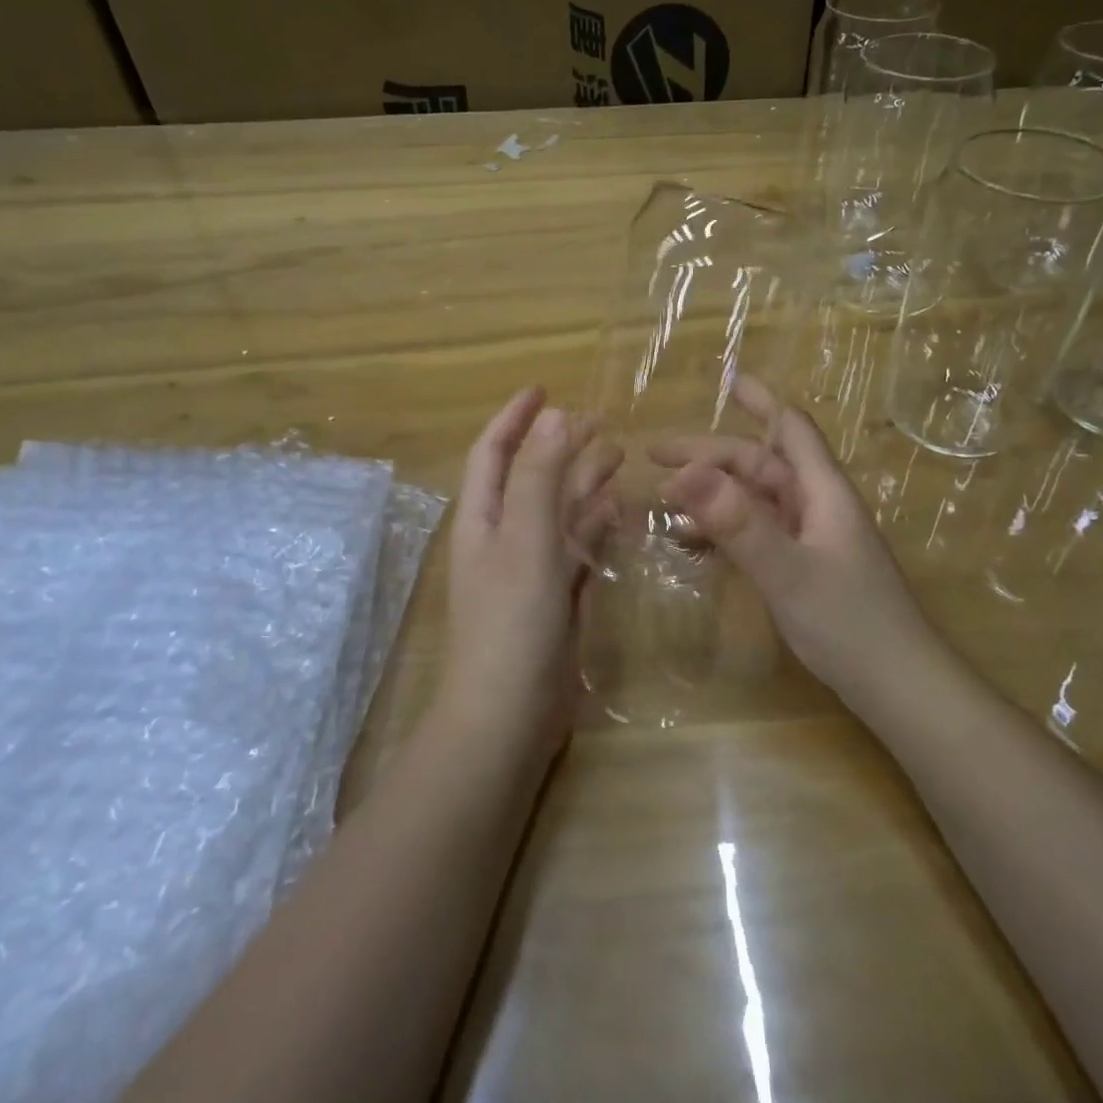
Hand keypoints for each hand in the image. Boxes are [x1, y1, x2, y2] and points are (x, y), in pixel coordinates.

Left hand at [440, 388, 619, 758]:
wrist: (509, 714)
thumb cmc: (512, 621)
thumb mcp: (526, 540)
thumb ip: (539, 477)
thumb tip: (554, 416)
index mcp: (483, 518)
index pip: (494, 451)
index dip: (515, 417)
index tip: (545, 387)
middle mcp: (502, 536)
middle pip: (531, 476)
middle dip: (561, 445)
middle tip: (601, 421)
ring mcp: (528, 568)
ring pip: (556, 511)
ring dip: (582, 481)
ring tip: (619, 455)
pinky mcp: (553, 597)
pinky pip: (574, 547)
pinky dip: (593, 525)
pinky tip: (618, 511)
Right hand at [652, 375, 935, 701]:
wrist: (899, 688)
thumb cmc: (851, 624)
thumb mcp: (788, 572)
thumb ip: (738, 524)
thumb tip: (685, 473)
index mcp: (822, 491)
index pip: (790, 428)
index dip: (760, 399)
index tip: (724, 379)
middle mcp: (817, 506)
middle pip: (760, 464)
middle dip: (709, 456)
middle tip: (654, 458)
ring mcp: (811, 538)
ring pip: (755, 500)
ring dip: (712, 493)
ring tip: (661, 500)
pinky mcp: (804, 567)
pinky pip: (756, 534)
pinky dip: (723, 531)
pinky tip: (691, 543)